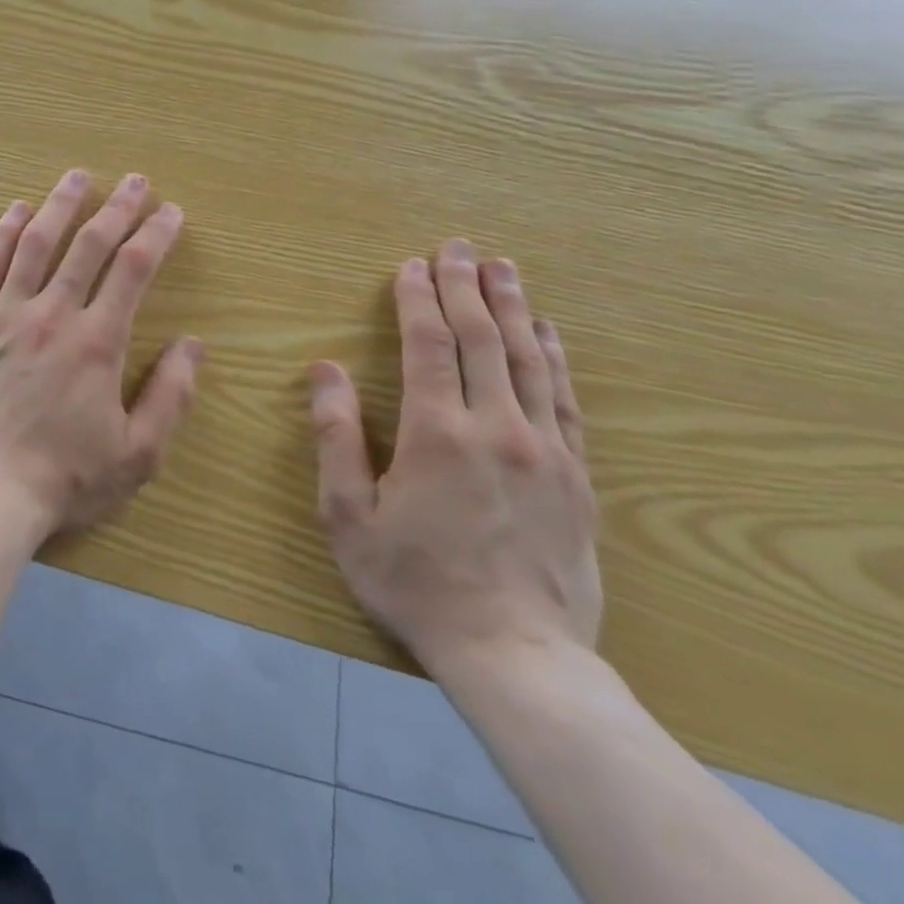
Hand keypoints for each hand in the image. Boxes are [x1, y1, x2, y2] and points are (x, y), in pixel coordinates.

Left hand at [0, 169, 204, 543]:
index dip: (156, 234)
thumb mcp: (137, 454)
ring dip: (59, 205)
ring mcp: (3, 315)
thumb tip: (193, 344)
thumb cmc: (63, 480)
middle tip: (134, 180)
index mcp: (97, 342)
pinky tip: (14, 211)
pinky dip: (1, 234)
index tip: (170, 211)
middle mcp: (52, 315)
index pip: (133, 269)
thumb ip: (170, 396)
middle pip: (88, 246)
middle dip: (116, 208)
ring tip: (77, 176)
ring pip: (35, 244)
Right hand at [308, 239, 600, 678]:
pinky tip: (550, 334)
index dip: (418, 299)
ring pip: (531, 361)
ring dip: (514, 308)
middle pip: (483, 340)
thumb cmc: (414, 581)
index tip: (410, 265)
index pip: (428, 345)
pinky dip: (555, 357)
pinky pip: (567, 401)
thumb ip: (336, 436)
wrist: (517, 656)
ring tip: (504, 269)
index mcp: (436, 433)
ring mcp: (546, 451)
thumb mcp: (347, 513)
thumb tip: (325, 369)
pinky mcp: (578, 478)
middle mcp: (497, 428)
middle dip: (467, 287)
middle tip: (458, 247)